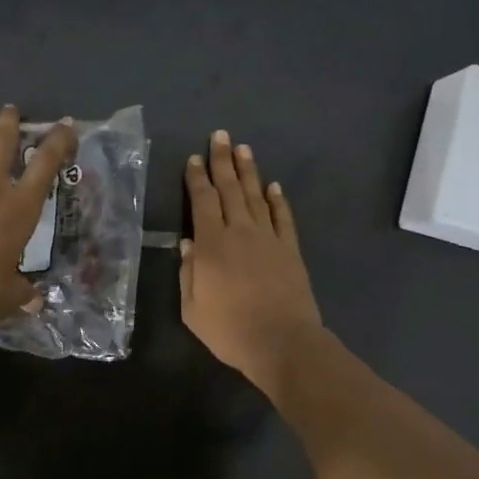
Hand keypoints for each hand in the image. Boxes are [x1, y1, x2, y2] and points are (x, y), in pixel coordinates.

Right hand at [181, 130, 324, 391]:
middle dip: (222, 161)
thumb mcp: (193, 309)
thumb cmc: (230, 330)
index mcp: (211, 246)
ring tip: (243, 148)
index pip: (202, 202)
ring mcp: (268, 238)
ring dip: (248, 171)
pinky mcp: (290, 250)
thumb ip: (188, 274)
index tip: (194, 159)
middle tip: (219, 136)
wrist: (282, 342)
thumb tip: (187, 244)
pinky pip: (282, 218)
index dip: (197, 178)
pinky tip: (273, 186)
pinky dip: (277, 200)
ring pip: (255, 197)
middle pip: (229, 189)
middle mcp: (239, 232)